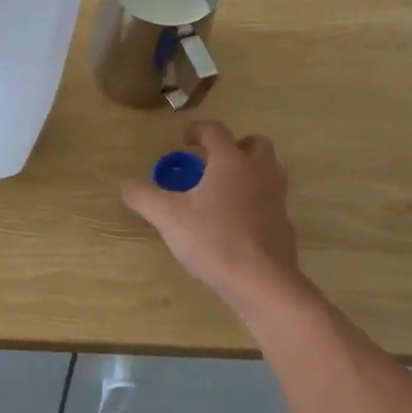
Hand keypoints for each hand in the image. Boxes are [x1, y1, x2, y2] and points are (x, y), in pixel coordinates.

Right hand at [121, 122, 304, 315]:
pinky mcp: (284, 226)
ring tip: (223, 192)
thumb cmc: (214, 240)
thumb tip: (126, 184)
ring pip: (269, 172)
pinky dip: (256, 204)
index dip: (197, 130)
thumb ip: (144, 197)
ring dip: (249, 173)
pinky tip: (236, 225)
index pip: (216, 131)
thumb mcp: (168, 217)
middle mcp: (259, 173)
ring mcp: (277, 199)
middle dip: (235, 147)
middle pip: (256, 144)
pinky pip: (270, 203)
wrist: (262, 282)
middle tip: (212, 163)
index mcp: (231, 162)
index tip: (183, 140)